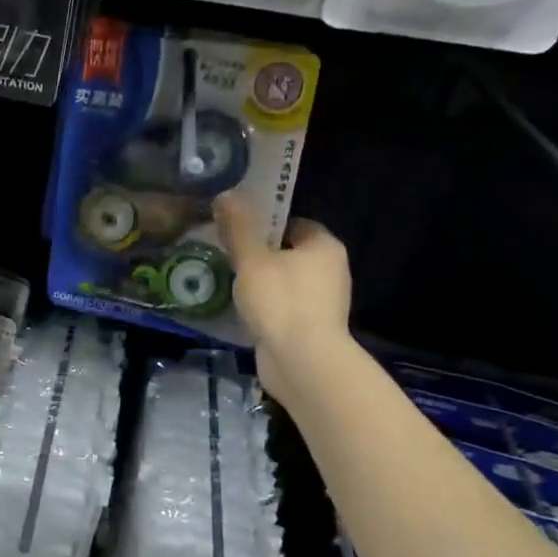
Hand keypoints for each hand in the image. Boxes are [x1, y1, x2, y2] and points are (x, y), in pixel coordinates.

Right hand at [215, 194, 353, 399]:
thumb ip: (238, 228)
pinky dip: (266, 309)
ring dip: (261, 284)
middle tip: (227, 257)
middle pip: (288, 253)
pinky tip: (243, 312)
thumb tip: (226, 194)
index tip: (236, 232)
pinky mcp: (311, 328)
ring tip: (230, 285)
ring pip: (285, 283)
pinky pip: (284, 308)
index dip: (265, 225)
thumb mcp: (252, 259)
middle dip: (259, 256)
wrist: (302, 362)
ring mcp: (323, 302)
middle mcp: (331, 270)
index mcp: (324, 246)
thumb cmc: (281, 301)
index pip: (293, 224)